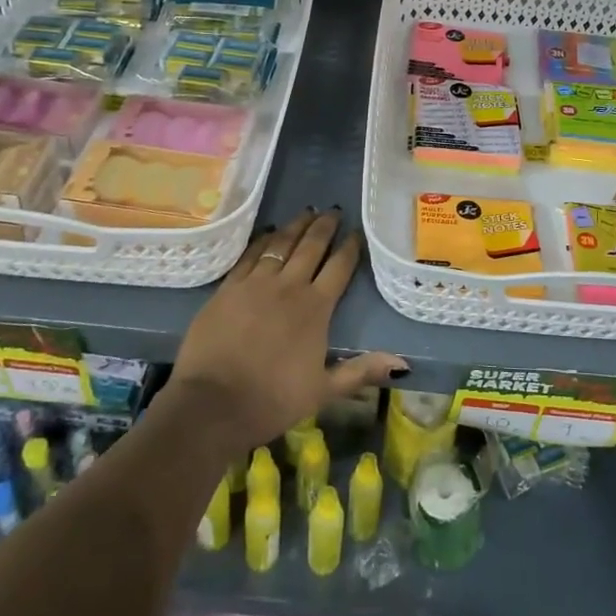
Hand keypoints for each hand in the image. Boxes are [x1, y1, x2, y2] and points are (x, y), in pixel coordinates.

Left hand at [169, 209, 406, 453]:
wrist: (213, 404)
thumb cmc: (272, 400)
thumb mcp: (323, 391)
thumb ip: (361, 371)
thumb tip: (403, 364)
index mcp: (316, 308)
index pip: (339, 267)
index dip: (350, 247)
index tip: (356, 233)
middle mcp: (289, 286)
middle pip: (311, 246)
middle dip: (325, 226)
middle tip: (333, 211)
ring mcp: (256, 283)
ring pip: (281, 243)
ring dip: (296, 225)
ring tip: (307, 211)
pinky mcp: (229, 287)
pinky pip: (250, 254)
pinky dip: (262, 239)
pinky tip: (268, 231)